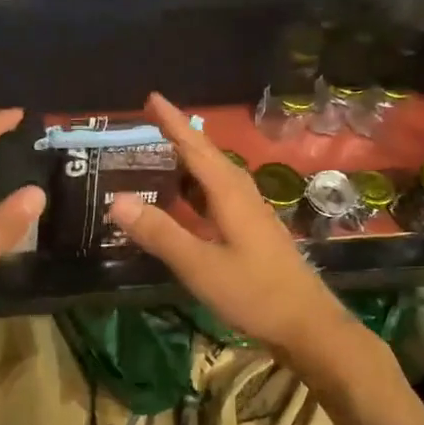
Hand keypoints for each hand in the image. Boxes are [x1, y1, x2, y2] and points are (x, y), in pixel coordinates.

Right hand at [107, 93, 356, 360]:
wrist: (307, 325)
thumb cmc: (254, 293)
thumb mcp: (200, 265)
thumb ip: (160, 233)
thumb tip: (116, 200)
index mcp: (231, 195)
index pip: (197, 149)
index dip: (174, 123)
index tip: (152, 98)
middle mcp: (243, 197)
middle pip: (208, 158)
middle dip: (180, 138)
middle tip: (150, 124)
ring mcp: (251, 216)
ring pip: (216, 179)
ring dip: (189, 164)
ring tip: (162, 156)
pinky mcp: (253, 235)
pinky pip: (219, 199)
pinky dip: (197, 192)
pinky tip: (187, 203)